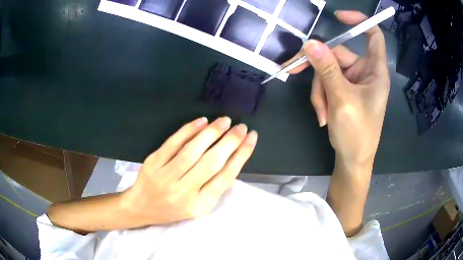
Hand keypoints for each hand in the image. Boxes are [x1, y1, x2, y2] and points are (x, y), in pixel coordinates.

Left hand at [122, 117, 257, 225]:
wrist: (141, 207)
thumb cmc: (172, 209)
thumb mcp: (197, 206)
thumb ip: (214, 187)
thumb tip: (232, 158)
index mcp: (199, 205)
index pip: (225, 177)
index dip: (241, 155)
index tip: (251, 138)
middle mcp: (183, 192)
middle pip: (212, 163)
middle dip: (230, 142)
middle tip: (241, 127)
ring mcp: (165, 177)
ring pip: (192, 151)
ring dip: (211, 133)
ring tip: (225, 121)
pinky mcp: (153, 163)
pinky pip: (172, 144)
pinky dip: (188, 130)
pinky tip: (201, 121)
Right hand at [284, 10, 389, 164]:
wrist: (352, 160)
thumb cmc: (356, 133)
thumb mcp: (342, 99)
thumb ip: (327, 70)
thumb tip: (310, 44)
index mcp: (375, 71)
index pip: (373, 36)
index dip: (359, 21)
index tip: (337, 17)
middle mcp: (364, 72)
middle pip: (337, 54)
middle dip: (319, 70)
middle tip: (294, 73)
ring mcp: (352, 82)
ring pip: (327, 71)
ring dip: (319, 90)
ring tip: (322, 112)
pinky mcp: (343, 91)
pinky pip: (326, 83)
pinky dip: (321, 97)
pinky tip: (323, 115)